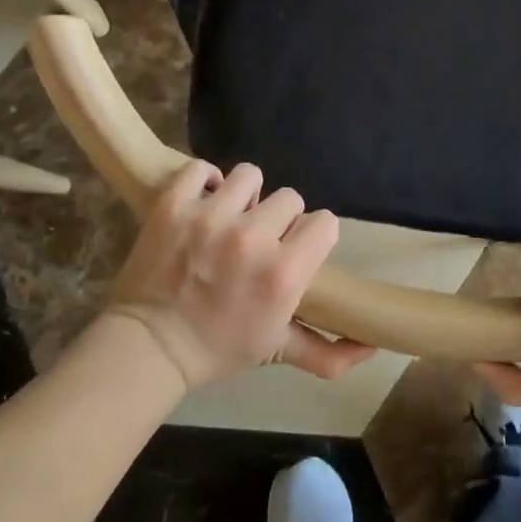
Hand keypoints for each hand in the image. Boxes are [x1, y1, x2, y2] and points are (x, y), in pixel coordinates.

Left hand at [108, 161, 373, 387]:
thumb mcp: (278, 351)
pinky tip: (203, 202)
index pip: (325, 222)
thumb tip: (373, 347)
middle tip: (259, 239)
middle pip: (290, 197)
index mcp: (285, 273)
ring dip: (245, 195)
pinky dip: (203, 181)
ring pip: (250, 175)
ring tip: (230, 217)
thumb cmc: (218, 349)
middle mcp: (253, 238)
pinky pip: (200, 169)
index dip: (313, 235)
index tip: (296, 248)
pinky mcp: (173, 206)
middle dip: (280, 218)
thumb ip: (329, 352)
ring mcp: (210, 217)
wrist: (147, 347)